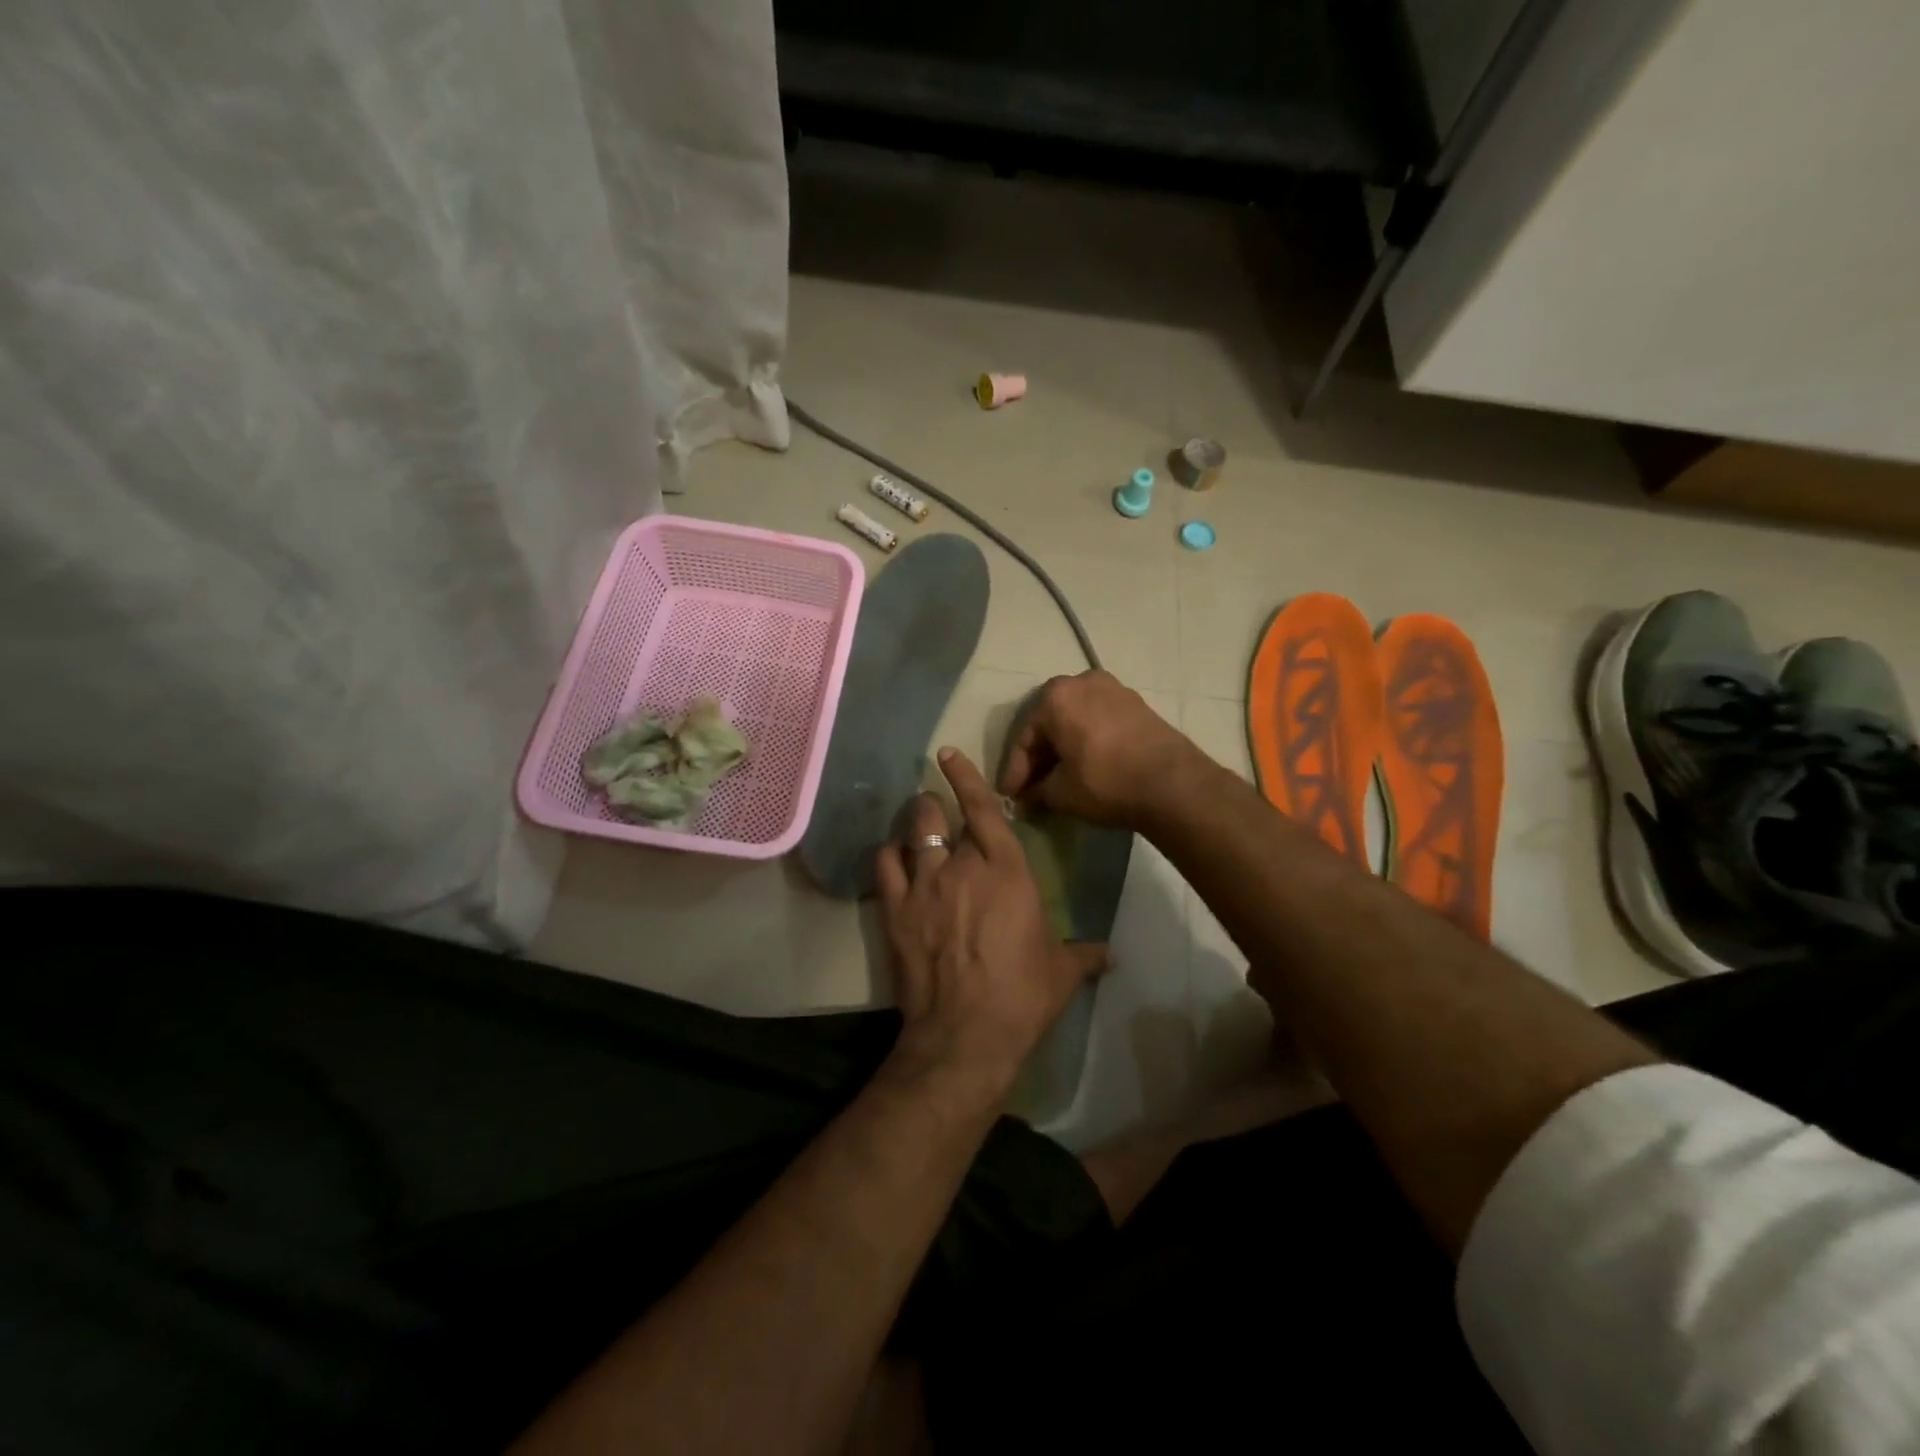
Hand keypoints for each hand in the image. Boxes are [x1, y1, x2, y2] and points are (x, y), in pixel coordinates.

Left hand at [875, 747, 1107, 1086]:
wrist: (966, 1036)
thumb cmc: (1022, 996)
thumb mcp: (1063, 972)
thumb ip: (1085, 954)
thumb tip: (1111, 955)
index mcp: (1006, 870)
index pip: (983, 808)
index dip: (966, 777)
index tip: (948, 754)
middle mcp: (961, 866)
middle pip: (938, 814)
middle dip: (935, 804)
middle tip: (936, 807)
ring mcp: (923, 886)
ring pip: (911, 833)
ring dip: (914, 823)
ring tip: (916, 825)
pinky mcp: (895, 911)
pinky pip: (885, 866)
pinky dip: (889, 856)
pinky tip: (894, 859)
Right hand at [998, 671, 1200, 828]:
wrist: (1173, 784)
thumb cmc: (1106, 782)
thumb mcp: (1061, 793)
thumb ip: (1036, 791)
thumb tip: (1026, 798)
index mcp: (1056, 696)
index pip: (1024, 737)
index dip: (1014, 771)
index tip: (1009, 796)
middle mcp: (1082, 681)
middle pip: (1049, 723)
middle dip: (1039, 757)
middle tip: (1031, 787)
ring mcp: (1113, 689)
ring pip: (1075, 720)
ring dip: (1063, 748)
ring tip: (1057, 779)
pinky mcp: (1136, 703)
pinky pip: (1098, 721)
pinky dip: (1086, 741)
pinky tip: (1084, 766)